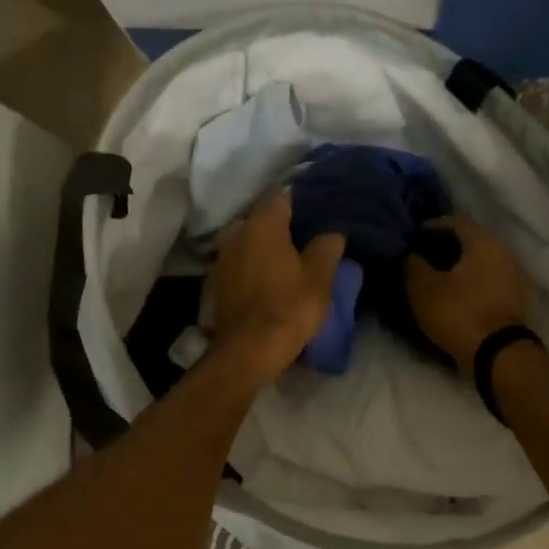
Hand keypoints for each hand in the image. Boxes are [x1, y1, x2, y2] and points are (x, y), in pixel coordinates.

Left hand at [208, 194, 345, 386]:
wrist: (248, 350)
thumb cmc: (289, 308)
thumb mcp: (320, 278)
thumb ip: (327, 248)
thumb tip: (332, 233)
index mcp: (263, 225)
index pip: (283, 197)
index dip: (301, 204)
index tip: (317, 215)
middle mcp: (237, 233)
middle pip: (262, 219)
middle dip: (281, 227)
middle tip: (305, 240)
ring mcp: (222, 258)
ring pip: (248, 242)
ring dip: (265, 248)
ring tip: (287, 262)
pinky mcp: (216, 282)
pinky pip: (239, 264)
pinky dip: (252, 267)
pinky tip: (267, 281)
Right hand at [405, 214, 529, 375]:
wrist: (498, 354)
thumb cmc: (459, 312)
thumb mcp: (423, 288)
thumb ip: (413, 264)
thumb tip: (411, 253)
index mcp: (483, 240)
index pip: (453, 220)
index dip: (429, 227)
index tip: (410, 240)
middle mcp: (504, 250)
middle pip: (470, 239)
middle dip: (444, 246)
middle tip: (421, 258)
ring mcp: (514, 274)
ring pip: (480, 259)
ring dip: (459, 264)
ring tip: (435, 277)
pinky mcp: (515, 297)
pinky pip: (488, 278)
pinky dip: (471, 280)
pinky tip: (455, 293)